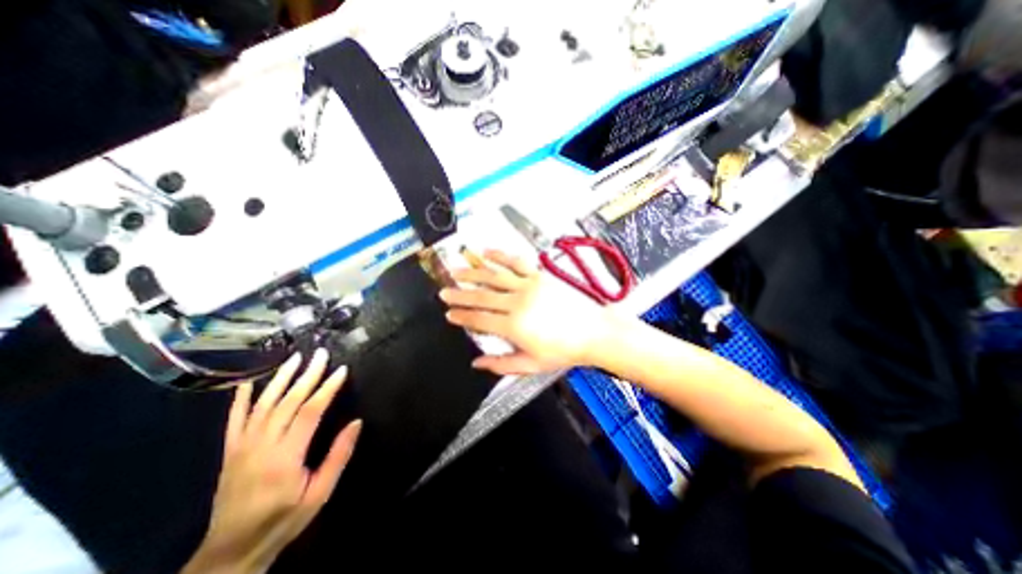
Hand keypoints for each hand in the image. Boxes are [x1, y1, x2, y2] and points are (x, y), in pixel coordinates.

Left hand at [184, 347, 362, 571]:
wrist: (230, 552)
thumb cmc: (283, 520)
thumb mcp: (320, 494)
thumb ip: (338, 456)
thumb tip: (356, 422)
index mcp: (285, 457)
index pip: (310, 412)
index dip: (327, 388)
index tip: (342, 370)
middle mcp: (261, 446)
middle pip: (287, 402)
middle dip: (307, 375)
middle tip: (320, 354)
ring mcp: (241, 447)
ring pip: (263, 404)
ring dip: (280, 378)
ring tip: (294, 358)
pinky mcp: (229, 452)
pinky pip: (234, 420)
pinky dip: (241, 399)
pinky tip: (249, 382)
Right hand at [436, 249, 613, 373]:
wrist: (593, 332)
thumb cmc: (563, 351)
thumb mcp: (531, 365)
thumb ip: (501, 364)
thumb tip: (476, 363)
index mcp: (514, 326)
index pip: (479, 319)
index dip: (462, 317)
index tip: (448, 314)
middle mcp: (517, 302)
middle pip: (481, 296)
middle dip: (459, 294)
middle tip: (443, 292)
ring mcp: (529, 285)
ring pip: (494, 276)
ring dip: (473, 273)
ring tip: (456, 271)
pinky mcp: (539, 275)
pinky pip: (516, 262)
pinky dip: (500, 256)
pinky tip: (487, 252)